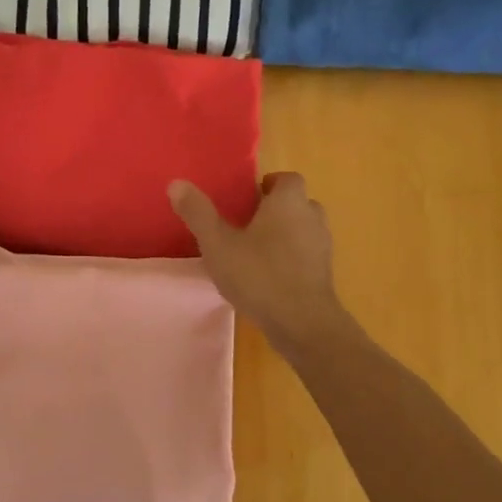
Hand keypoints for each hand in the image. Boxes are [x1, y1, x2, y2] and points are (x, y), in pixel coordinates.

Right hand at [168, 172, 349, 353]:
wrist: (302, 322)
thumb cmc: (259, 275)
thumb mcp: (218, 244)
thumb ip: (198, 213)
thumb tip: (177, 183)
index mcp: (288, 203)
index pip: (287, 179)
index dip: (269, 184)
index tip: (248, 198)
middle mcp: (311, 217)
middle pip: (298, 203)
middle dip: (276, 209)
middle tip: (248, 224)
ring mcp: (322, 247)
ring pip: (304, 230)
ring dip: (286, 234)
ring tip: (257, 251)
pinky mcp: (325, 274)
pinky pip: (307, 255)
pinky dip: (292, 258)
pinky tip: (270, 276)